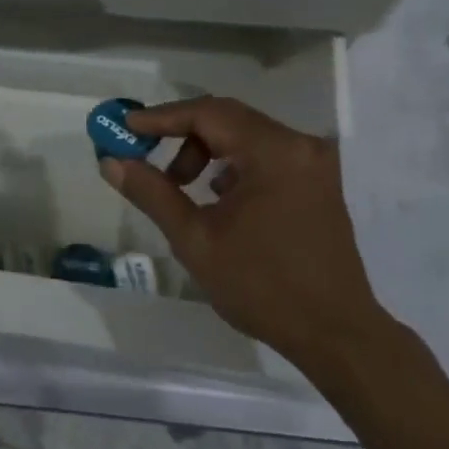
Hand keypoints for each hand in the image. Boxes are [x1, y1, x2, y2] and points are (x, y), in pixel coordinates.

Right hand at [100, 96, 383, 361]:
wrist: (337, 335)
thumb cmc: (263, 287)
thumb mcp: (196, 240)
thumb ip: (152, 193)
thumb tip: (112, 161)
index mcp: (274, 151)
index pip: (207, 113)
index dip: (162, 117)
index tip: (126, 126)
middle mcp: (299, 144)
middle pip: (227, 119)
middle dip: (182, 136)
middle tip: (145, 155)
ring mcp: (313, 162)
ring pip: (245, 136)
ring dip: (207, 152)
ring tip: (181, 188)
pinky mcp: (317, 180)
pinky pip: (265, 154)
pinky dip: (233, 165)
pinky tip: (217, 197)